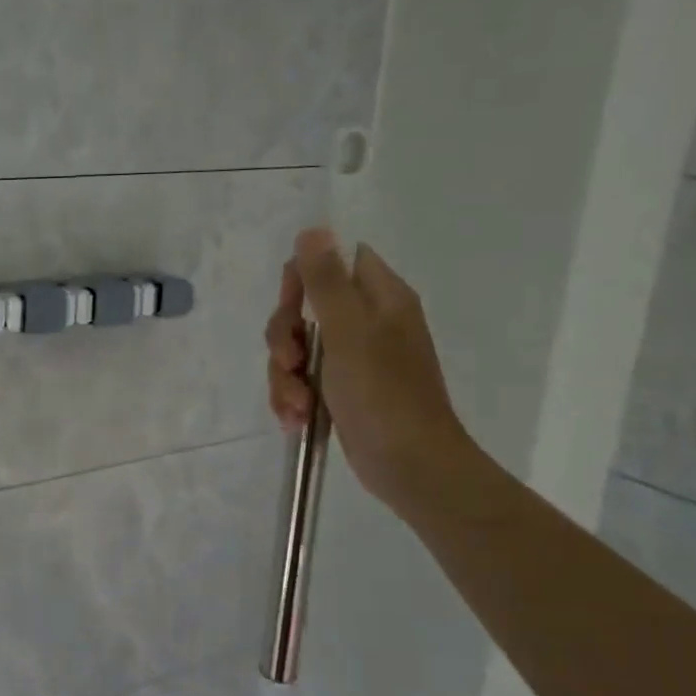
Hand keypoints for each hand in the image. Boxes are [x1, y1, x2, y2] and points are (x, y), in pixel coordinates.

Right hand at [265, 228, 476, 513]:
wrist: (411, 467)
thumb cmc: (384, 394)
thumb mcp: (348, 331)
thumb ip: (326, 280)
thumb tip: (313, 228)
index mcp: (380, 298)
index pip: (333, 262)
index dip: (304, 279)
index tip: (294, 309)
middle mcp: (367, 323)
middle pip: (304, 308)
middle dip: (285, 339)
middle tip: (290, 363)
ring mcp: (353, 360)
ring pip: (297, 349)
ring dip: (285, 376)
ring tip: (296, 405)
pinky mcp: (341, 391)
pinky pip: (302, 380)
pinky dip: (292, 397)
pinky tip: (296, 419)